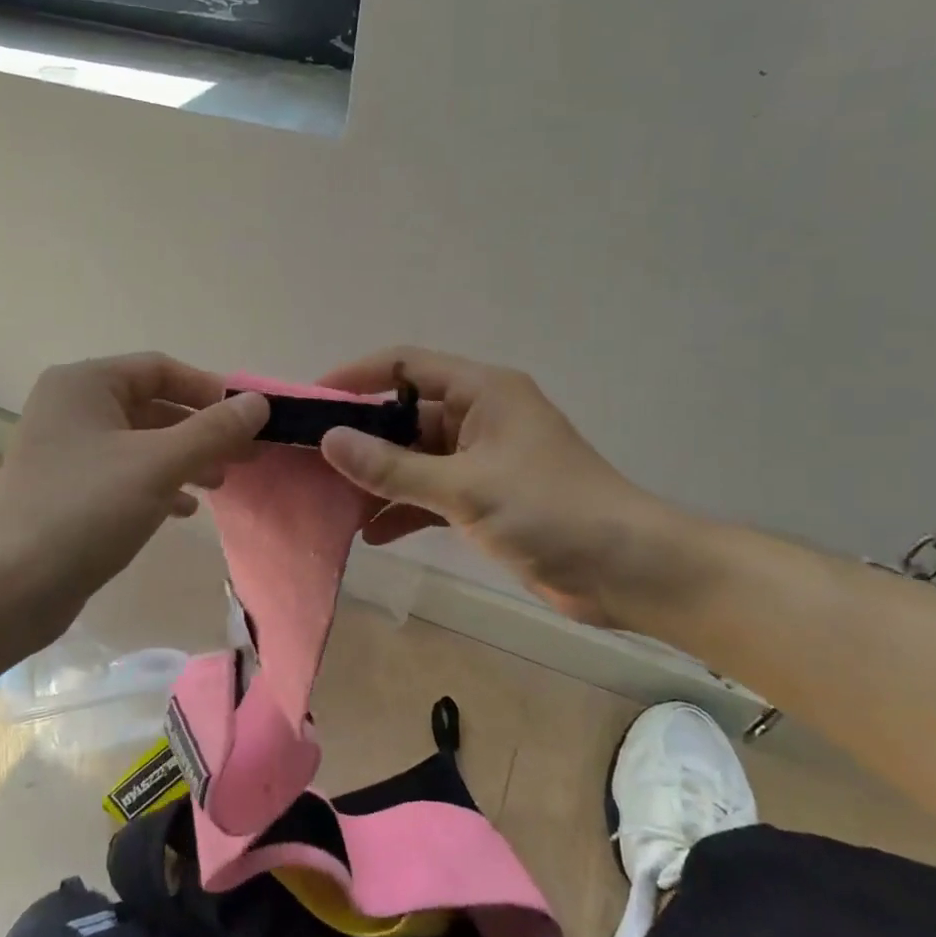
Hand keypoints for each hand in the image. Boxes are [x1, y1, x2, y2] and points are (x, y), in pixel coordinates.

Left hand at [0, 354, 268, 631]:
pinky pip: (123, 472)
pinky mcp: (65, 488)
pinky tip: (184, 510)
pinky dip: (157, 483)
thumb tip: (259, 403)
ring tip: (221, 482)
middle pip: (152, 405)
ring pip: (140, 442)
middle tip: (245, 455)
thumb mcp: (159, 465)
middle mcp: (70, 407)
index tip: (249, 419)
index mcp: (84, 384)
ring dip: (184, 458)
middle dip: (201, 430)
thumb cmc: (87, 510)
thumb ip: (213, 430)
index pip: (160, 369)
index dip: (209, 390)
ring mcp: (64, 449)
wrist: (11, 587)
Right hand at [317, 347, 675, 627]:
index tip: (310, 402)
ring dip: (377, 478)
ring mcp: (480, 459)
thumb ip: (393, 467)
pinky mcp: (484, 498)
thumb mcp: (465, 487)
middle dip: (359, 437)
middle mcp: (477, 416)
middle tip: (309, 459)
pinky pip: (430, 492)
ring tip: (330, 500)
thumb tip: (329, 440)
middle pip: (402, 414)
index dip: (355, 377)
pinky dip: (403, 508)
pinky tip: (371, 534)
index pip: (403, 366)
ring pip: (413, 458)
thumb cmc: (550, 511)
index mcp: (481, 392)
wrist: (627, 570)